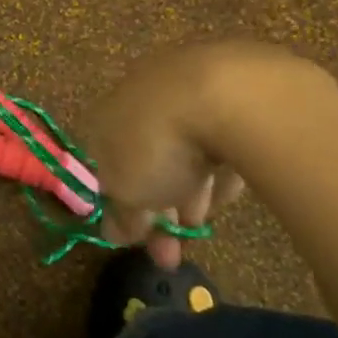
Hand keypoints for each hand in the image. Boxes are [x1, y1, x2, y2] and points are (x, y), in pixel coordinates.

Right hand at [87, 42, 312, 267]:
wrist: (226, 94)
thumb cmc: (159, 144)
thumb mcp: (128, 191)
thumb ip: (120, 213)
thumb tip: (113, 231)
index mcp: (105, 115)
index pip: (106, 164)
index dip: (122, 206)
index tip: (139, 241)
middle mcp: (139, 96)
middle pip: (147, 158)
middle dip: (160, 206)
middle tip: (174, 249)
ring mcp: (187, 88)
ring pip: (185, 148)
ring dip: (191, 190)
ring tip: (205, 224)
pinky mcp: (232, 89)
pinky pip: (220, 137)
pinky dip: (222, 164)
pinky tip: (231, 187)